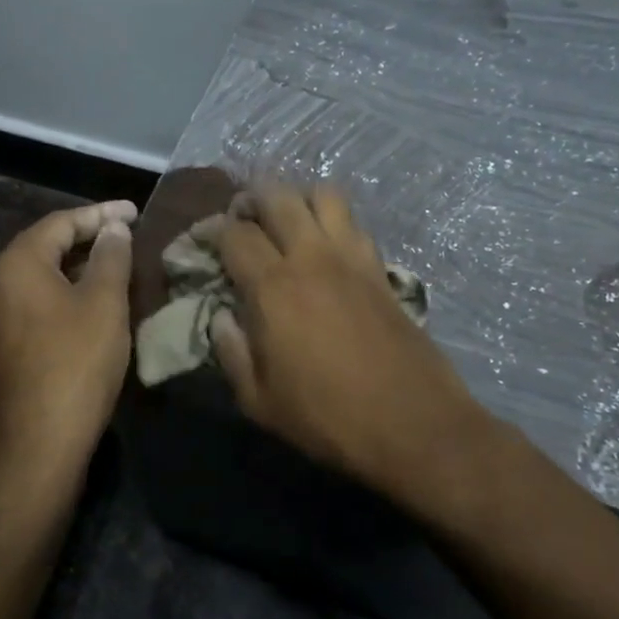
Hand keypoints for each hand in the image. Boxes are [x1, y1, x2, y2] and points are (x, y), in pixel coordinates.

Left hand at [0, 200, 136, 496]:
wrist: (35, 446)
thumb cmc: (75, 365)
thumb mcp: (104, 305)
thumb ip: (111, 257)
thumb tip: (113, 229)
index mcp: (16, 264)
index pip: (61, 222)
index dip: (101, 214)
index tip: (135, 211)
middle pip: (43, 246)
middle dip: (86, 238)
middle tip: (126, 236)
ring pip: (37, 277)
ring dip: (74, 268)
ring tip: (113, 267)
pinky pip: (31, 304)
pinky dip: (61, 295)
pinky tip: (87, 305)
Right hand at [212, 184, 501, 510]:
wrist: (413, 424)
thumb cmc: (327, 418)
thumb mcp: (259, 402)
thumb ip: (231, 353)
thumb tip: (222, 318)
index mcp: (272, 287)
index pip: (235, 234)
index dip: (213, 230)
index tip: (206, 241)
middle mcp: (311, 257)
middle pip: (278, 195)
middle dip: (252, 197)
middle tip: (243, 217)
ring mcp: (352, 258)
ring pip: (324, 194)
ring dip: (299, 197)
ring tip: (288, 221)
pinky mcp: (381, 268)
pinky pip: (355, 223)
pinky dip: (334, 221)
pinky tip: (326, 247)